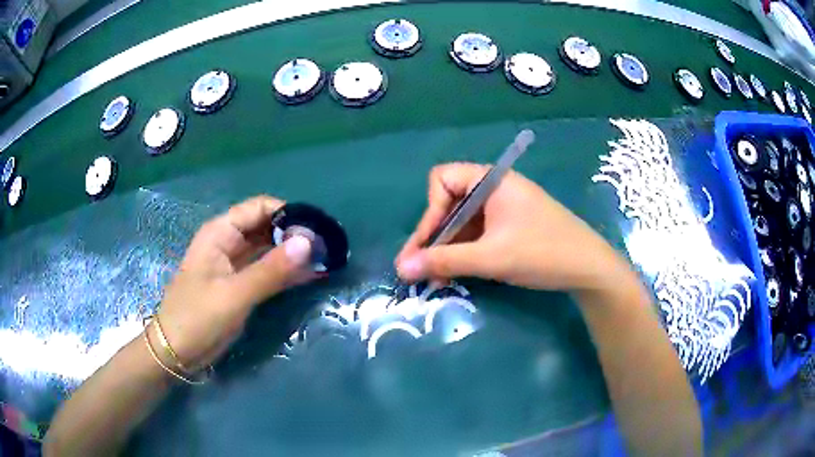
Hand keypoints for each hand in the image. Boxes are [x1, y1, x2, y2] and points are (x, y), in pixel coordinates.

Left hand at [156, 196, 317, 370]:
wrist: (177, 351)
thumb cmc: (197, 317)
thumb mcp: (234, 294)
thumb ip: (271, 269)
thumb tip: (308, 242)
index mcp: (221, 233)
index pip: (259, 208)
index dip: (288, 213)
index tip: (316, 229)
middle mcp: (228, 242)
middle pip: (266, 226)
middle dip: (294, 234)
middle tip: (326, 246)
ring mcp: (235, 265)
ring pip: (268, 249)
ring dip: (293, 253)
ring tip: (325, 258)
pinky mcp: (240, 285)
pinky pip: (267, 271)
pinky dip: (286, 272)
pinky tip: (310, 275)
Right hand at [396, 163, 628, 291]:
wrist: (589, 269)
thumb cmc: (543, 253)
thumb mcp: (491, 257)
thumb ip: (444, 261)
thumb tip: (401, 268)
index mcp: (491, 180)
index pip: (442, 180)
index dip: (430, 211)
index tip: (426, 245)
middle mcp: (494, 189)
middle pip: (449, 204)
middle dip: (432, 237)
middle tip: (416, 270)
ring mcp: (503, 209)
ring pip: (462, 223)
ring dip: (446, 249)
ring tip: (432, 279)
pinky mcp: (509, 228)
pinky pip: (477, 235)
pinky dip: (463, 253)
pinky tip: (454, 275)